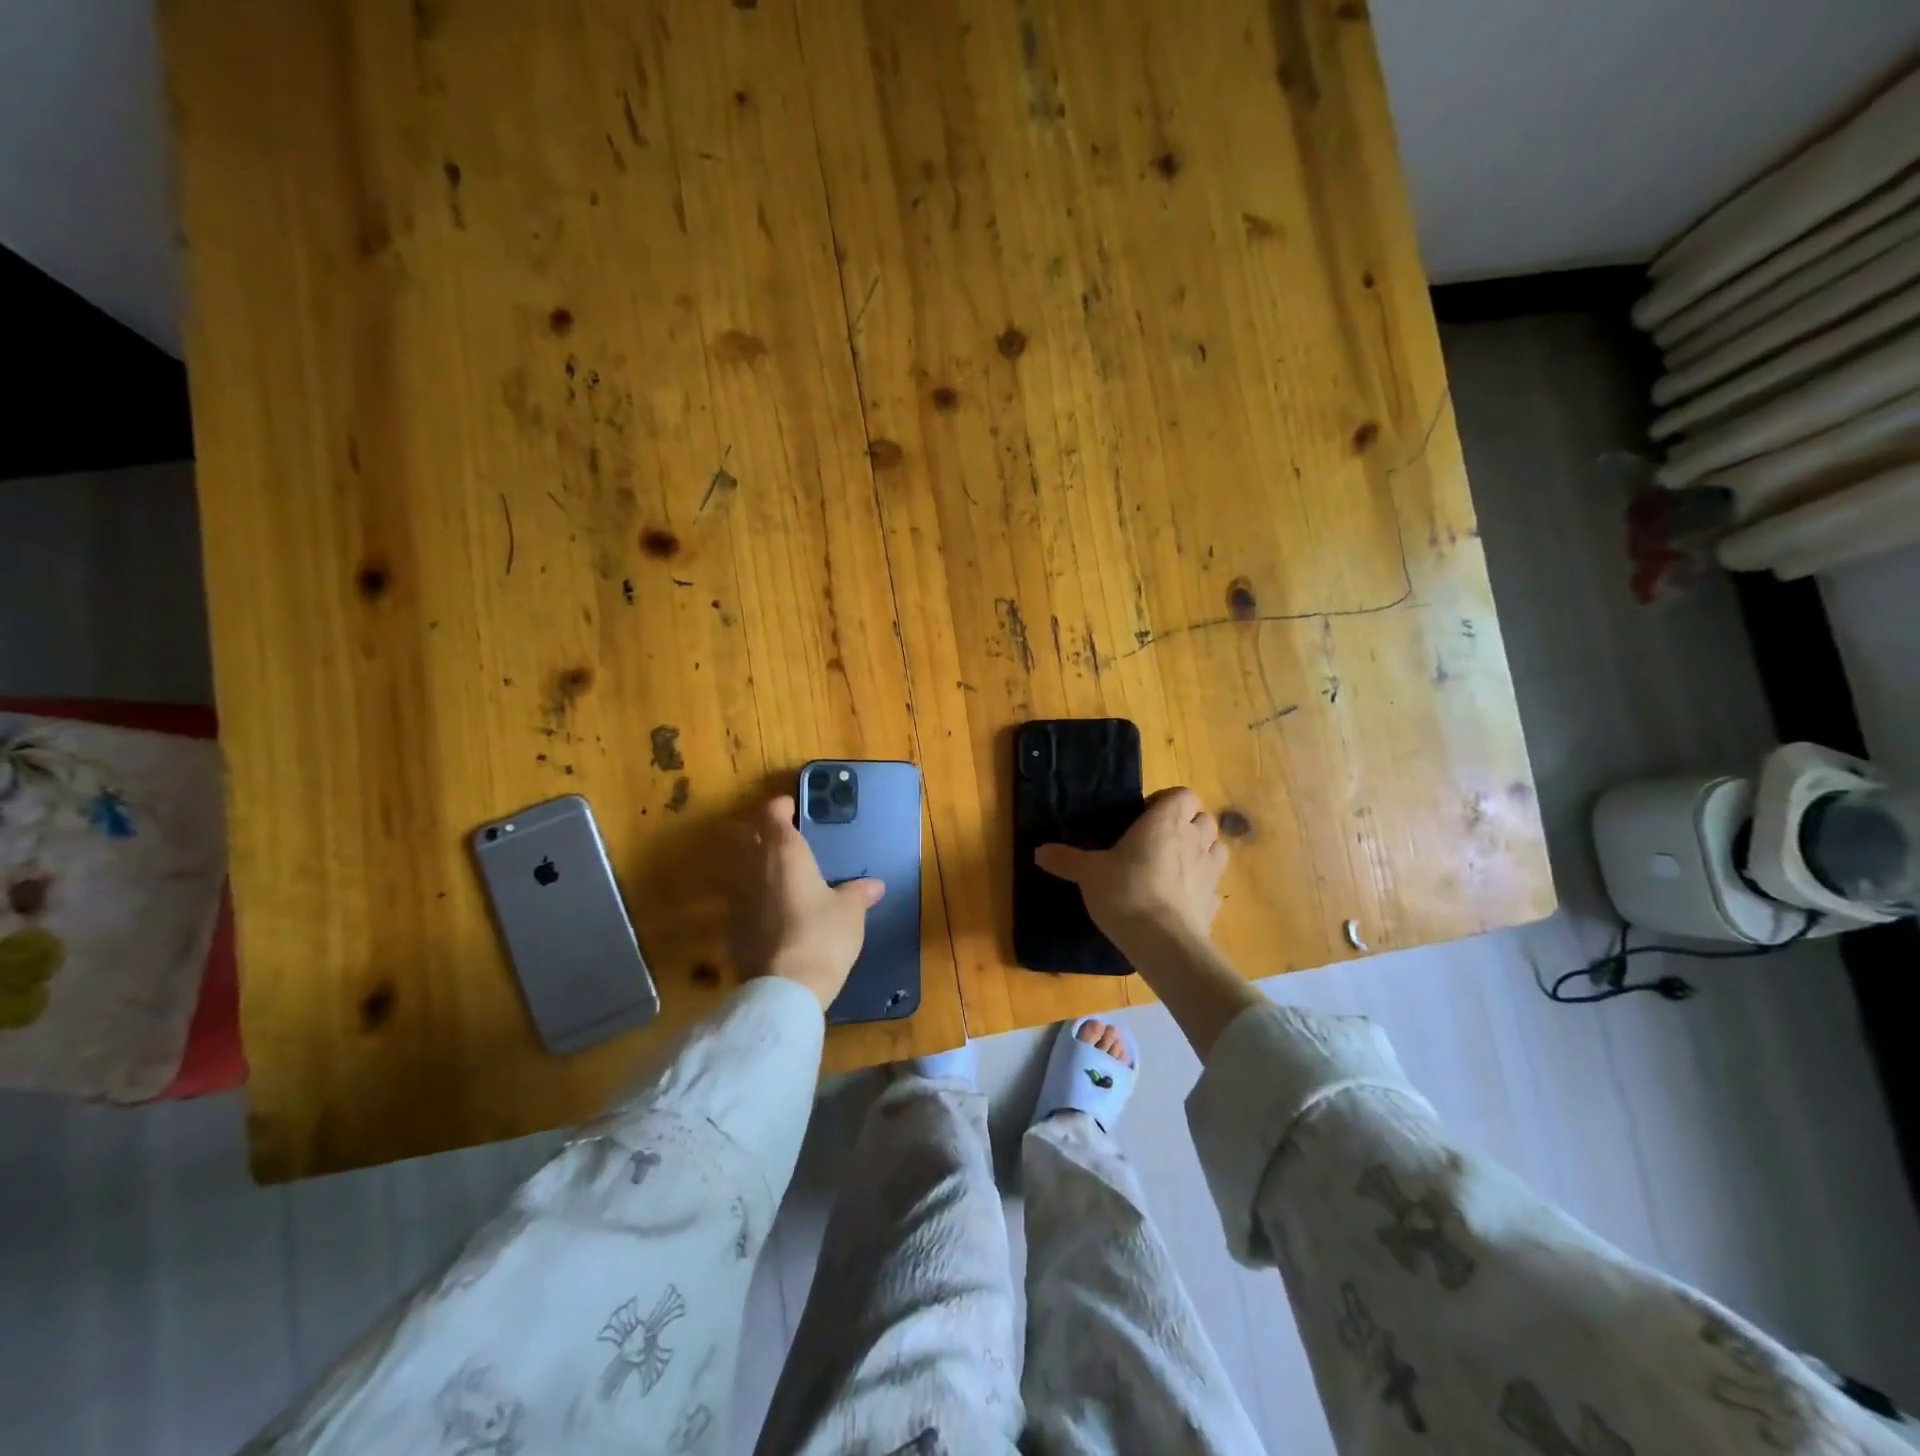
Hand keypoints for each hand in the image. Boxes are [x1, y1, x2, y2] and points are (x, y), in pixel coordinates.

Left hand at [724, 795, 884, 1010]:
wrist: (785, 987)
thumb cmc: (822, 936)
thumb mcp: (850, 912)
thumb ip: (858, 893)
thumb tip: (875, 885)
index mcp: (784, 851)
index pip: (771, 812)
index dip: (781, 806)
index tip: (793, 809)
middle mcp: (753, 865)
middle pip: (744, 832)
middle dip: (758, 829)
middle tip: (780, 836)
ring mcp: (735, 895)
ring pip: (734, 863)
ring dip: (748, 859)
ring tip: (772, 869)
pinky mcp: (728, 924)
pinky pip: (734, 895)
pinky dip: (746, 892)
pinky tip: (765, 906)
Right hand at [1034, 787, 1226, 953]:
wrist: (1162, 941)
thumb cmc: (1125, 891)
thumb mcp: (1088, 873)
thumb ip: (1066, 859)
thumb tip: (1039, 852)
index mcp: (1165, 821)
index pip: (1183, 794)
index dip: (1168, 801)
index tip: (1145, 816)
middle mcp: (1194, 840)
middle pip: (1205, 819)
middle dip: (1188, 825)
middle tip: (1159, 840)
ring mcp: (1210, 872)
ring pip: (1217, 849)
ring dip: (1202, 852)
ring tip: (1176, 865)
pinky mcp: (1214, 903)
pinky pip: (1213, 886)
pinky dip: (1202, 887)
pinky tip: (1182, 899)